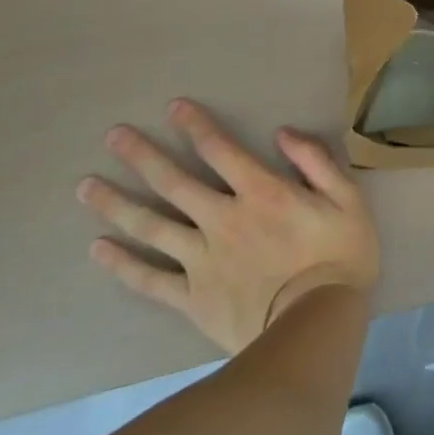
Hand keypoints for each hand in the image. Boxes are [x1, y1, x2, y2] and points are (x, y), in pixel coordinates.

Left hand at [77, 99, 378, 354]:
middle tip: (113, 136)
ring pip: (152, 227)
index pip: (221, 150)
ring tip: (86, 188)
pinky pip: (150, 279)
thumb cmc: (340, 256)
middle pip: (174, 183)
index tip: (173, 107)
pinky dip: (122, 264)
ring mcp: (202, 260)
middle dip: (143, 156)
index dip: (196, 126)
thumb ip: (316, 161)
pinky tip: (97, 249)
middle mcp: (223, 219)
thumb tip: (283, 133)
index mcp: (262, 192)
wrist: (316, 327)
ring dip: (117, 204)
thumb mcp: (347, 198)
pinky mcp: (192, 298)